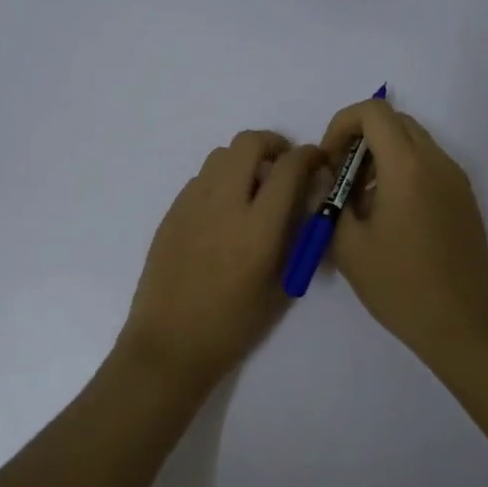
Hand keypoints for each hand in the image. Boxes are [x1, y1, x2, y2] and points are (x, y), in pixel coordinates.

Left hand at [115, 130, 323, 400]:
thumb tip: (307, 199)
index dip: (309, 156)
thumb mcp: (282, 285)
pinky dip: (221, 180)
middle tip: (283, 166)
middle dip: (274, 144)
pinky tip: (225, 211)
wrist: (170, 343)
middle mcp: (224, 204)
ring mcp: (192, 204)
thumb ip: (298, 237)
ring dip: (244, 160)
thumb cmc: (234, 325)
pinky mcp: (172, 212)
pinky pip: (201, 178)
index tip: (316, 161)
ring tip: (254, 189)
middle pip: (249, 143)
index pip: (289, 167)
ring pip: (221, 155)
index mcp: (258, 228)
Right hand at [319, 98, 487, 367]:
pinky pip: (428, 164)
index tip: (329, 162)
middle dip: (360, 138)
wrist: (463, 325)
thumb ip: (328, 200)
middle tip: (340, 178)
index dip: (342, 125)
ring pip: (413, 141)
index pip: (373, 111)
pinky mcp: (464, 198)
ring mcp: (456, 180)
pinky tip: (389, 214)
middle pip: (395, 121)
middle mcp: (437, 162)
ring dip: (381, 154)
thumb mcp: (348, 246)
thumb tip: (324, 174)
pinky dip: (402, 170)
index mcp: (407, 168)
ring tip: (361, 200)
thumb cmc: (399, 286)